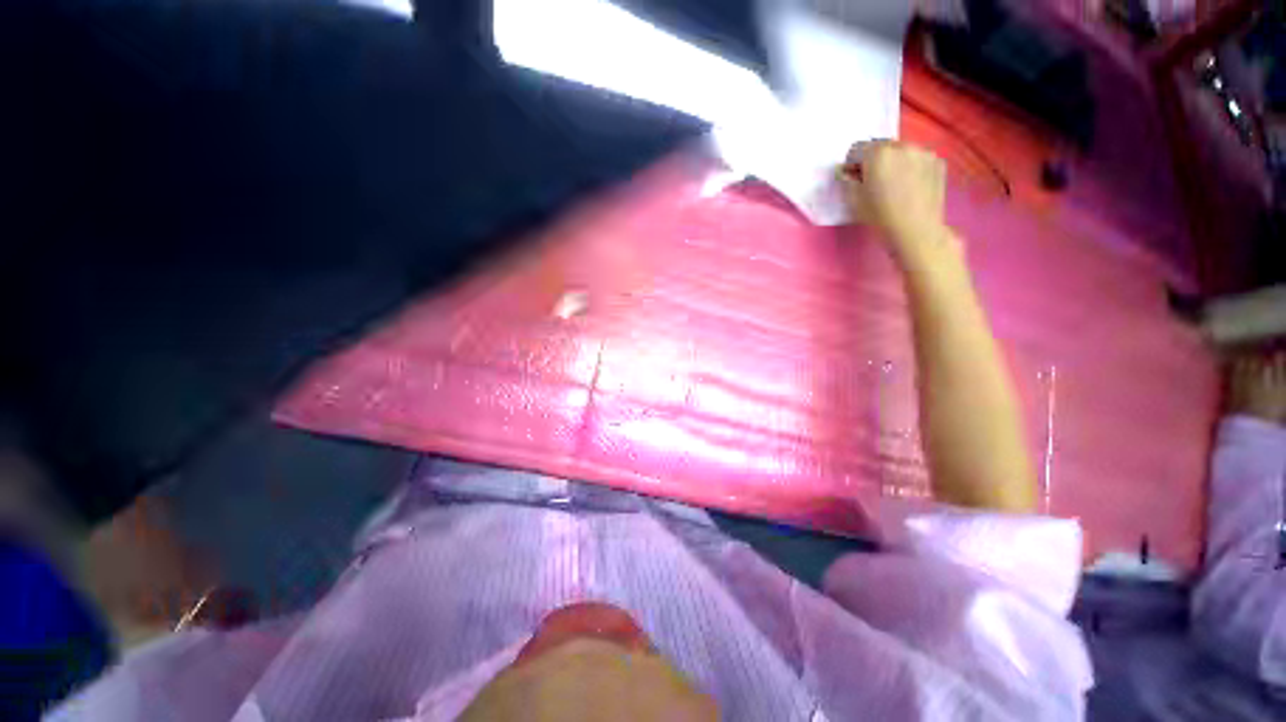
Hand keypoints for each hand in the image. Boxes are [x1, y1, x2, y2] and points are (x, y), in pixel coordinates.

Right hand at [841, 141, 950, 257]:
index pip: (857, 149)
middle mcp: (902, 146)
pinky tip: (909, 187)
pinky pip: (917, 159)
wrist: (917, 232)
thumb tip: (846, 172)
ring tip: (893, 185)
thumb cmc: (880, 218)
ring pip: (901, 152)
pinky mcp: (938, 162)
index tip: (853, 179)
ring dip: (894, 162)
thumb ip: (847, 180)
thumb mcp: (854, 201)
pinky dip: (910, 168)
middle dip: (874, 161)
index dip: (852, 164)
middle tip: (873, 182)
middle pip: (881, 147)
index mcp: (878, 154)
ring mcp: (924, 152)